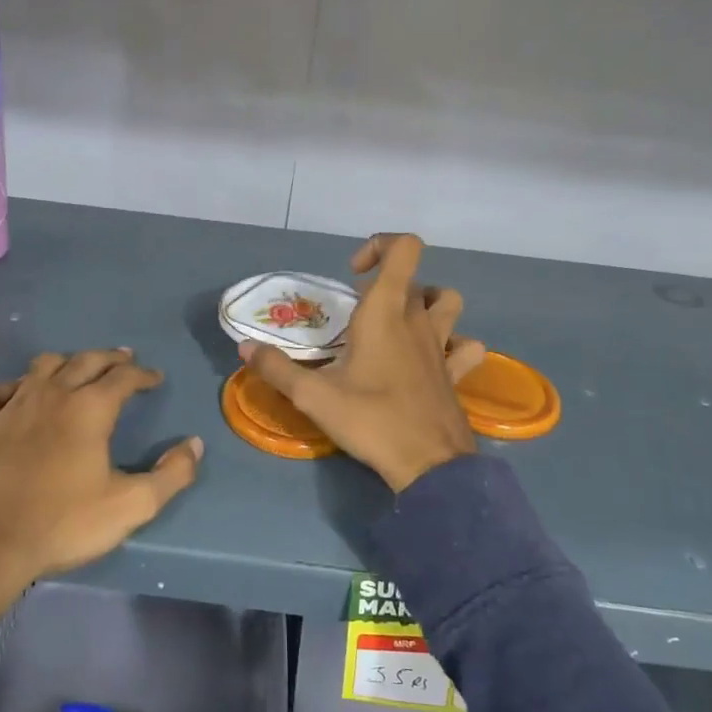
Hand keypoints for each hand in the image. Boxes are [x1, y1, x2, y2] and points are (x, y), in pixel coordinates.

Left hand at [0, 350, 202, 688]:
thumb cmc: (61, 524)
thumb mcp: (130, 506)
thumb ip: (171, 475)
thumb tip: (194, 444)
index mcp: (90, 409)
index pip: (124, 378)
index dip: (143, 375)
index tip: (155, 378)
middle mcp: (52, 395)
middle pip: (85, 361)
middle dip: (109, 358)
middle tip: (123, 359)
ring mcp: (10, 406)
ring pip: (41, 367)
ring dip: (64, 362)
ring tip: (74, 369)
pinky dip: (4, 387)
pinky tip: (10, 396)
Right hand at [240, 234, 484, 492]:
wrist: (428, 464)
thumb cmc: (370, 420)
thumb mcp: (312, 396)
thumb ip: (276, 368)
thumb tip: (245, 348)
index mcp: (386, 312)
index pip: (403, 248)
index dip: (379, 246)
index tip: (353, 276)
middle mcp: (418, 320)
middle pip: (414, 279)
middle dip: (385, 286)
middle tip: (358, 317)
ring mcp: (443, 345)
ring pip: (447, 302)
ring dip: (426, 302)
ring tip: (398, 324)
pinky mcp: (456, 372)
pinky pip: (466, 345)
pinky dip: (454, 342)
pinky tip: (434, 357)